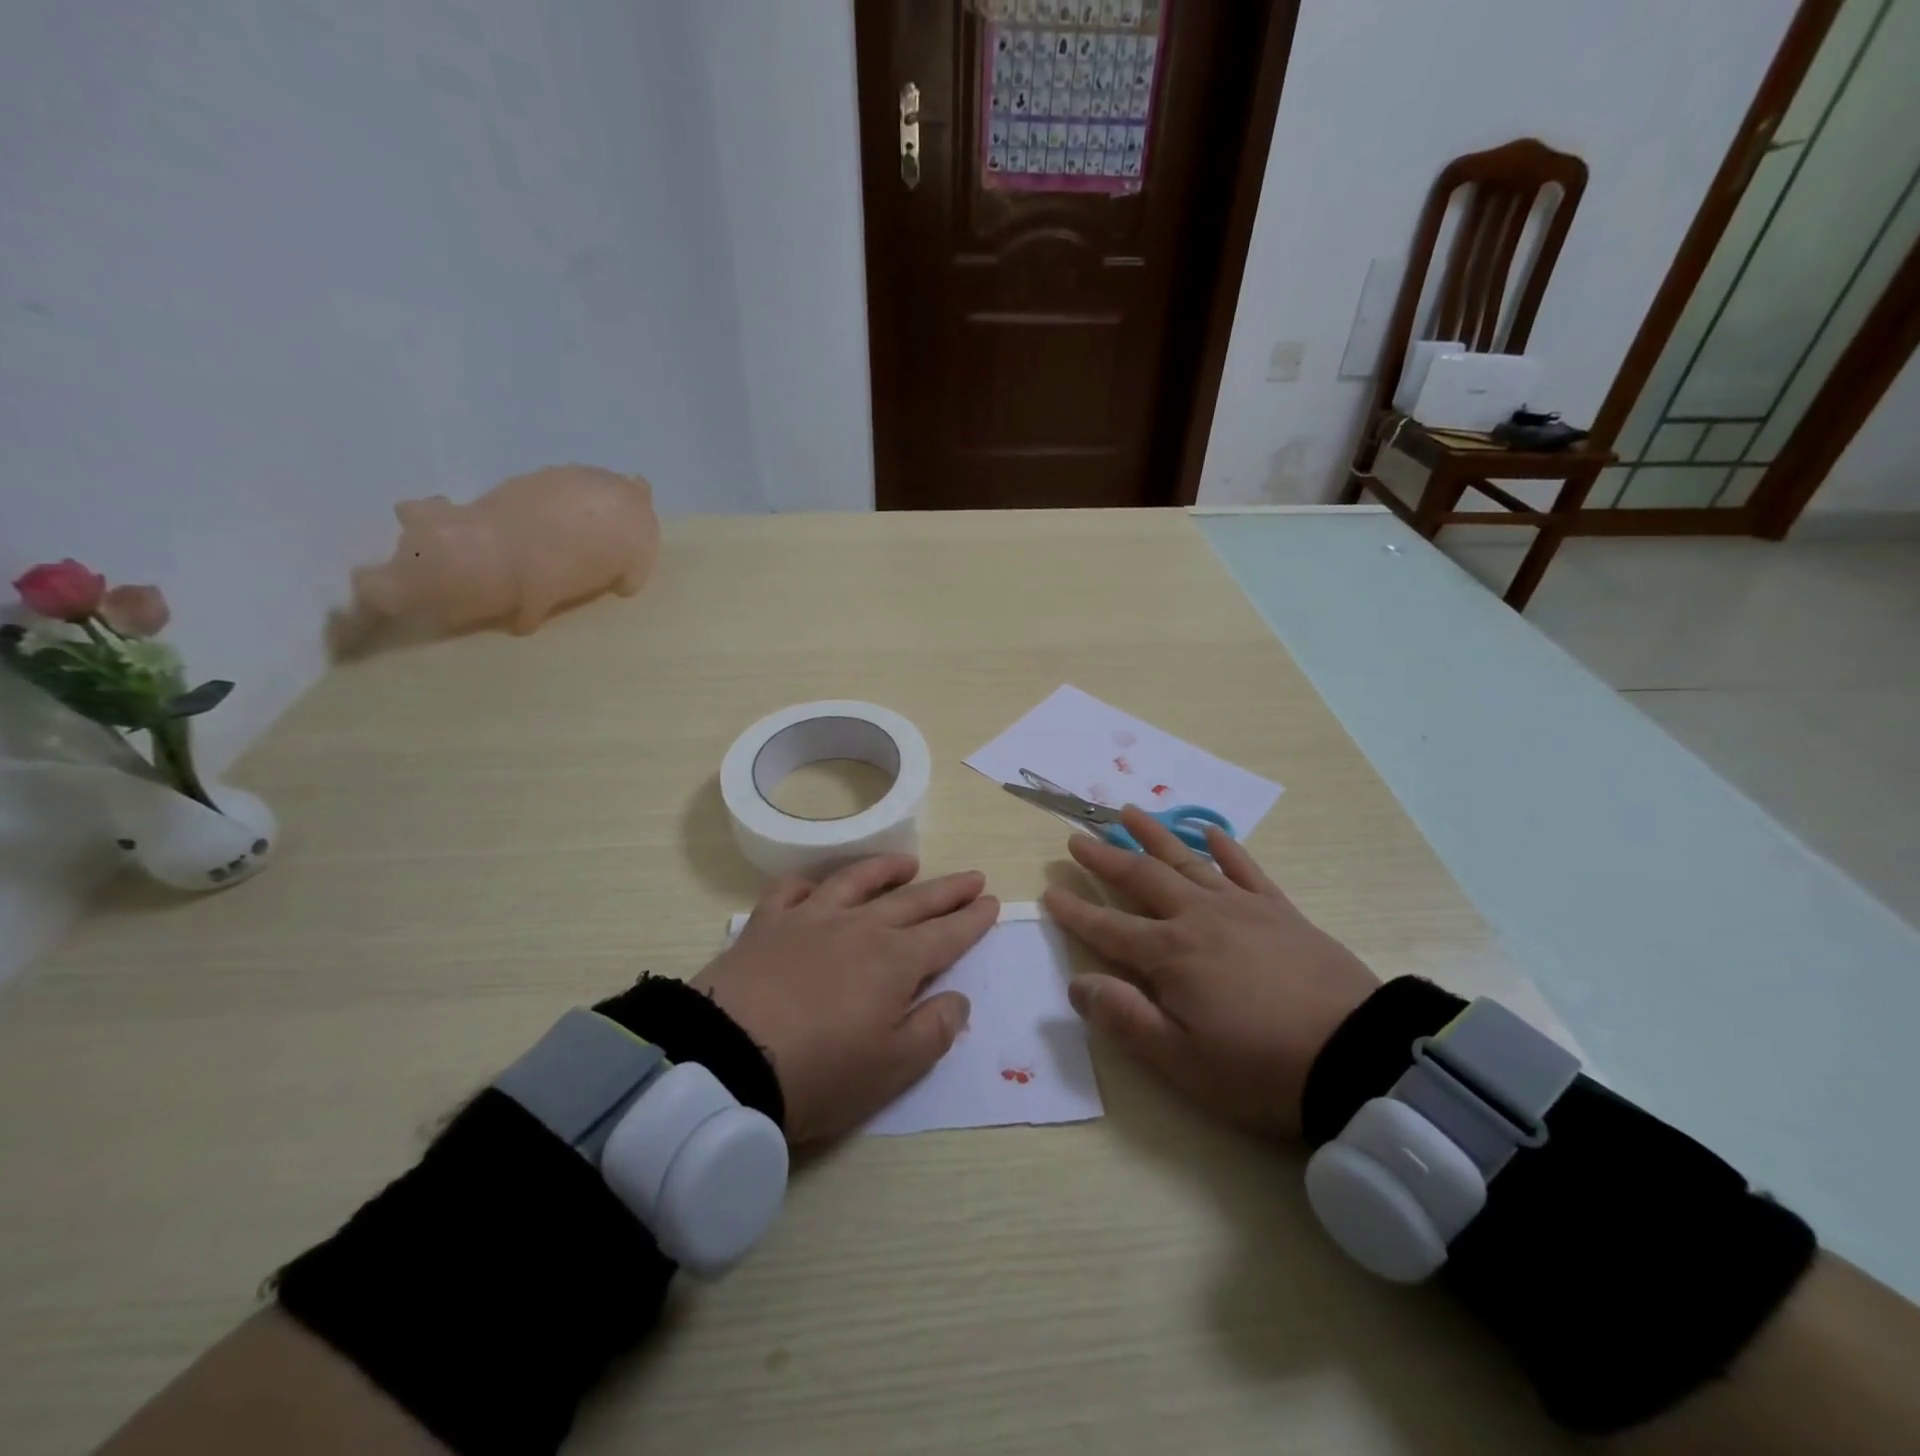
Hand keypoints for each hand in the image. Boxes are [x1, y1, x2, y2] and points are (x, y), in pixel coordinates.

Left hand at [691, 855, 997, 1144]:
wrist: (726, 1061)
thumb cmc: (819, 1073)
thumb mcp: (892, 1068)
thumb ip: (934, 1030)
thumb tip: (958, 998)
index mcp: (895, 961)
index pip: (946, 935)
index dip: (972, 919)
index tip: (991, 902)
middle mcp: (859, 927)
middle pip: (913, 901)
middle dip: (947, 890)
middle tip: (972, 876)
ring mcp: (810, 919)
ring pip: (856, 881)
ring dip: (886, 870)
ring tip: (908, 863)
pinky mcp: (767, 924)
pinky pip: (792, 890)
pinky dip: (810, 882)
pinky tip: (817, 884)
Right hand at [1041, 807, 1379, 1138]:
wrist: (1356, 1057)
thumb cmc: (1259, 1067)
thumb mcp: (1181, 1060)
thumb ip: (1125, 1018)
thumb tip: (1077, 984)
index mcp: (1169, 955)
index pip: (1108, 928)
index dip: (1075, 911)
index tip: (1049, 891)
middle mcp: (1197, 918)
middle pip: (1141, 879)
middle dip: (1105, 858)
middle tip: (1078, 837)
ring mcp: (1240, 908)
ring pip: (1185, 861)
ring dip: (1153, 835)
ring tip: (1128, 811)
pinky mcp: (1279, 910)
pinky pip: (1245, 868)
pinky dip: (1223, 846)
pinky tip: (1208, 831)